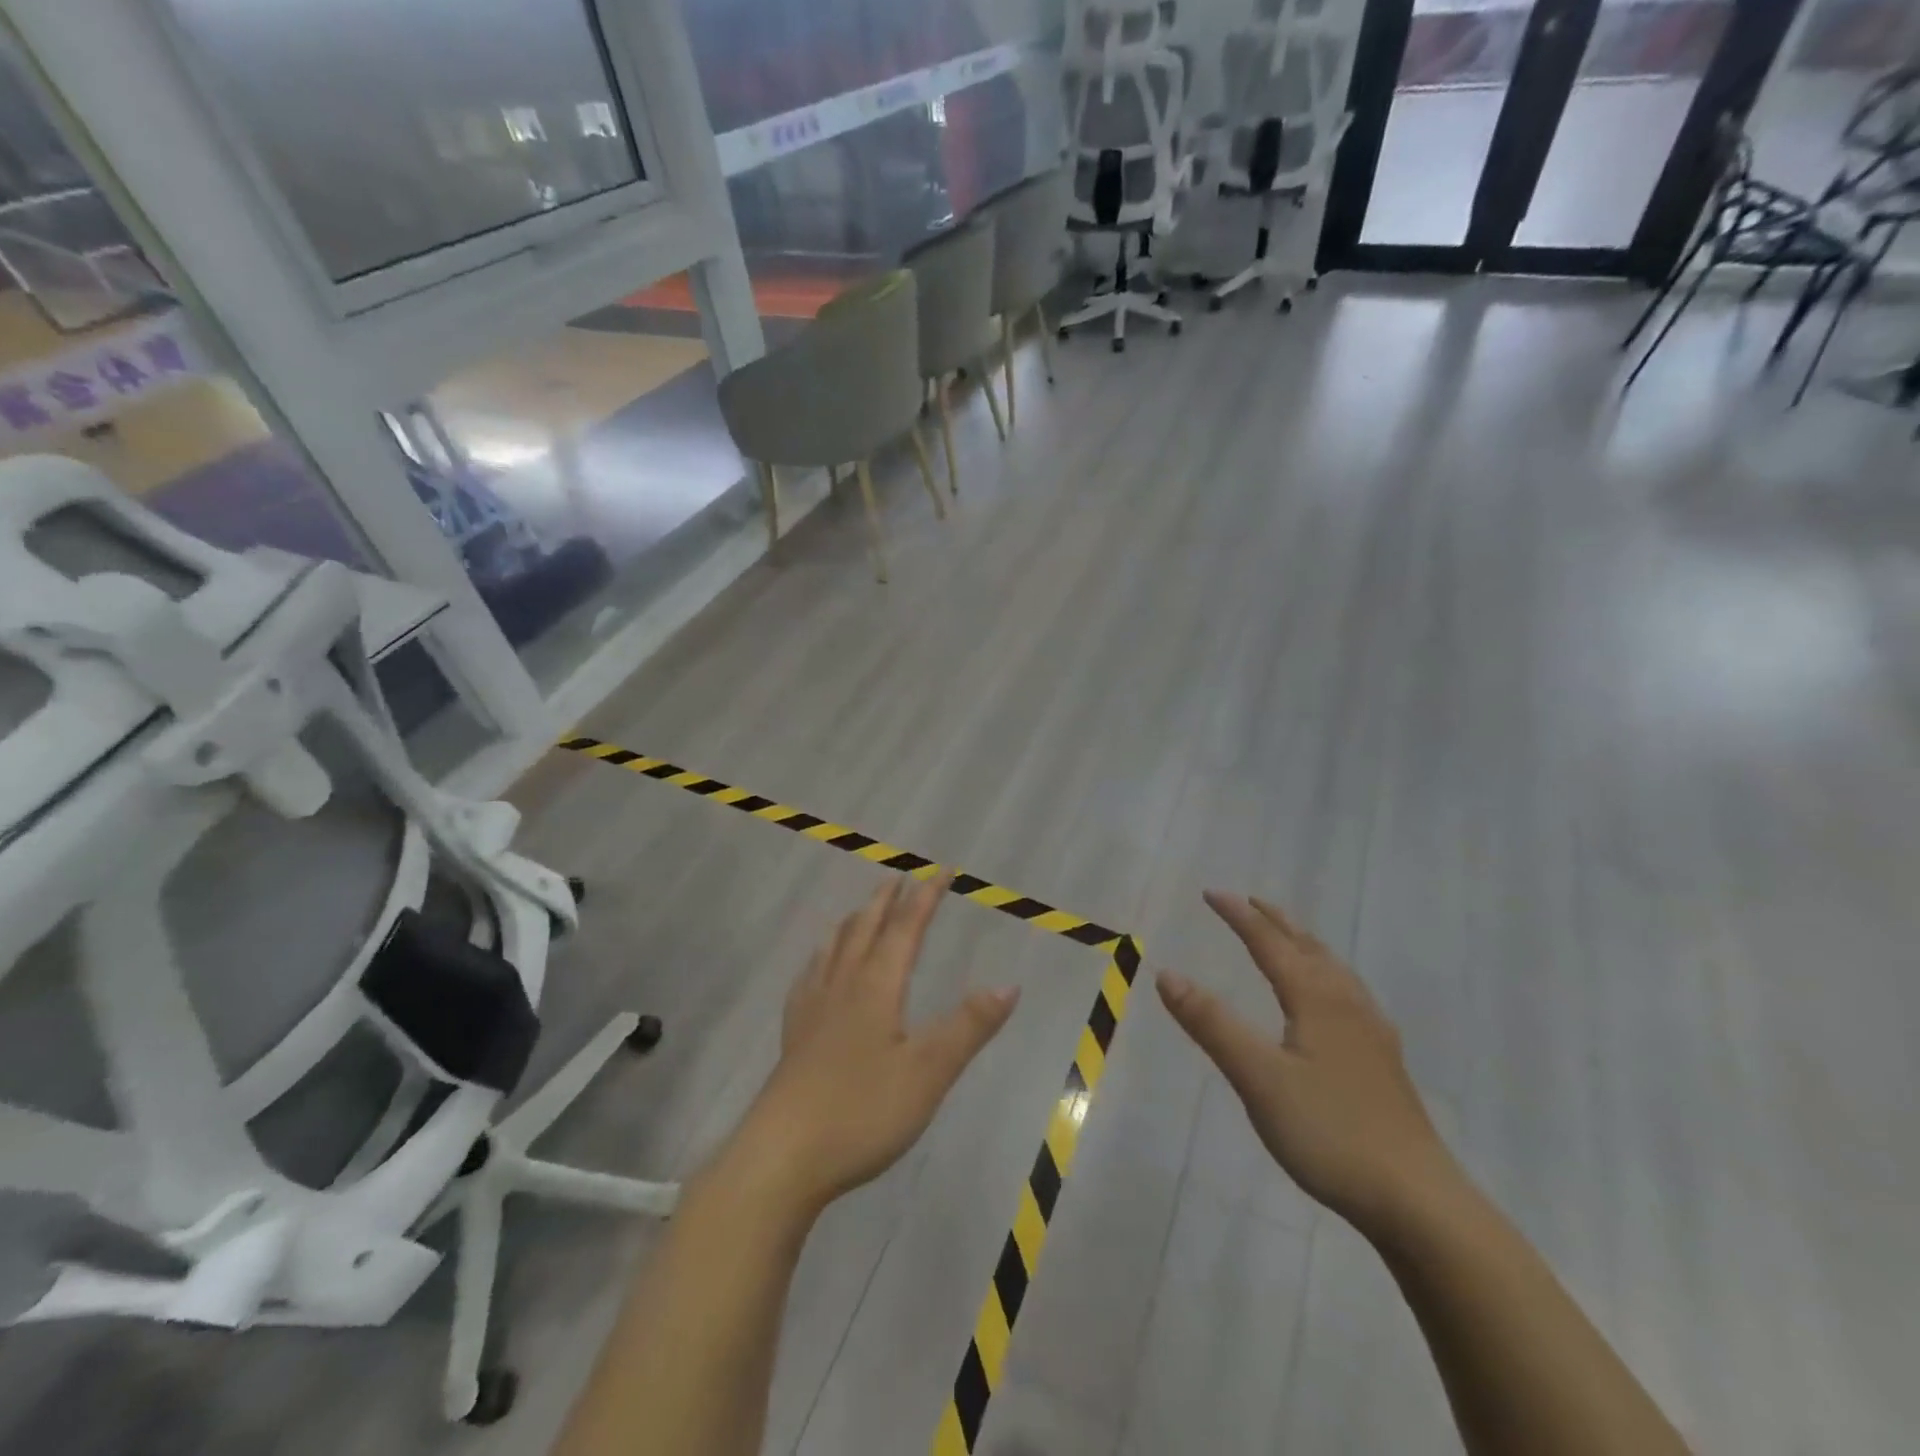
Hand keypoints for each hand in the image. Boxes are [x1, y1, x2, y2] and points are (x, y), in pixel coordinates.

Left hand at [733, 874, 1018, 1218]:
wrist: (782, 1157)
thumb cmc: (862, 1112)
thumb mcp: (929, 1073)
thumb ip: (968, 1027)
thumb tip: (1008, 984)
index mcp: (876, 988)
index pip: (906, 928)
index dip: (926, 897)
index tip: (943, 870)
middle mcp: (842, 987)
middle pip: (865, 929)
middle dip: (886, 901)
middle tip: (899, 877)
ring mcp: (812, 1011)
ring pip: (834, 949)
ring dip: (853, 922)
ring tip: (861, 910)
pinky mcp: (794, 1037)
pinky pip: (808, 979)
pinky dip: (820, 959)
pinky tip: (816, 969)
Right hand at [1157, 892, 1462, 1238]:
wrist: (1418, 1201)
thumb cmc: (1330, 1132)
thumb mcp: (1258, 1078)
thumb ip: (1212, 1024)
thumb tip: (1166, 973)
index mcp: (1316, 999)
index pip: (1270, 943)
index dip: (1239, 916)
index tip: (1211, 893)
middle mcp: (1346, 1004)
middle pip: (1307, 947)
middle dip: (1275, 921)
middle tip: (1248, 902)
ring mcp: (1371, 1033)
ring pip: (1333, 969)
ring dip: (1303, 943)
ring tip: (1286, 937)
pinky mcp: (1383, 1061)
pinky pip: (1348, 992)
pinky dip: (1325, 973)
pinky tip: (1330, 999)